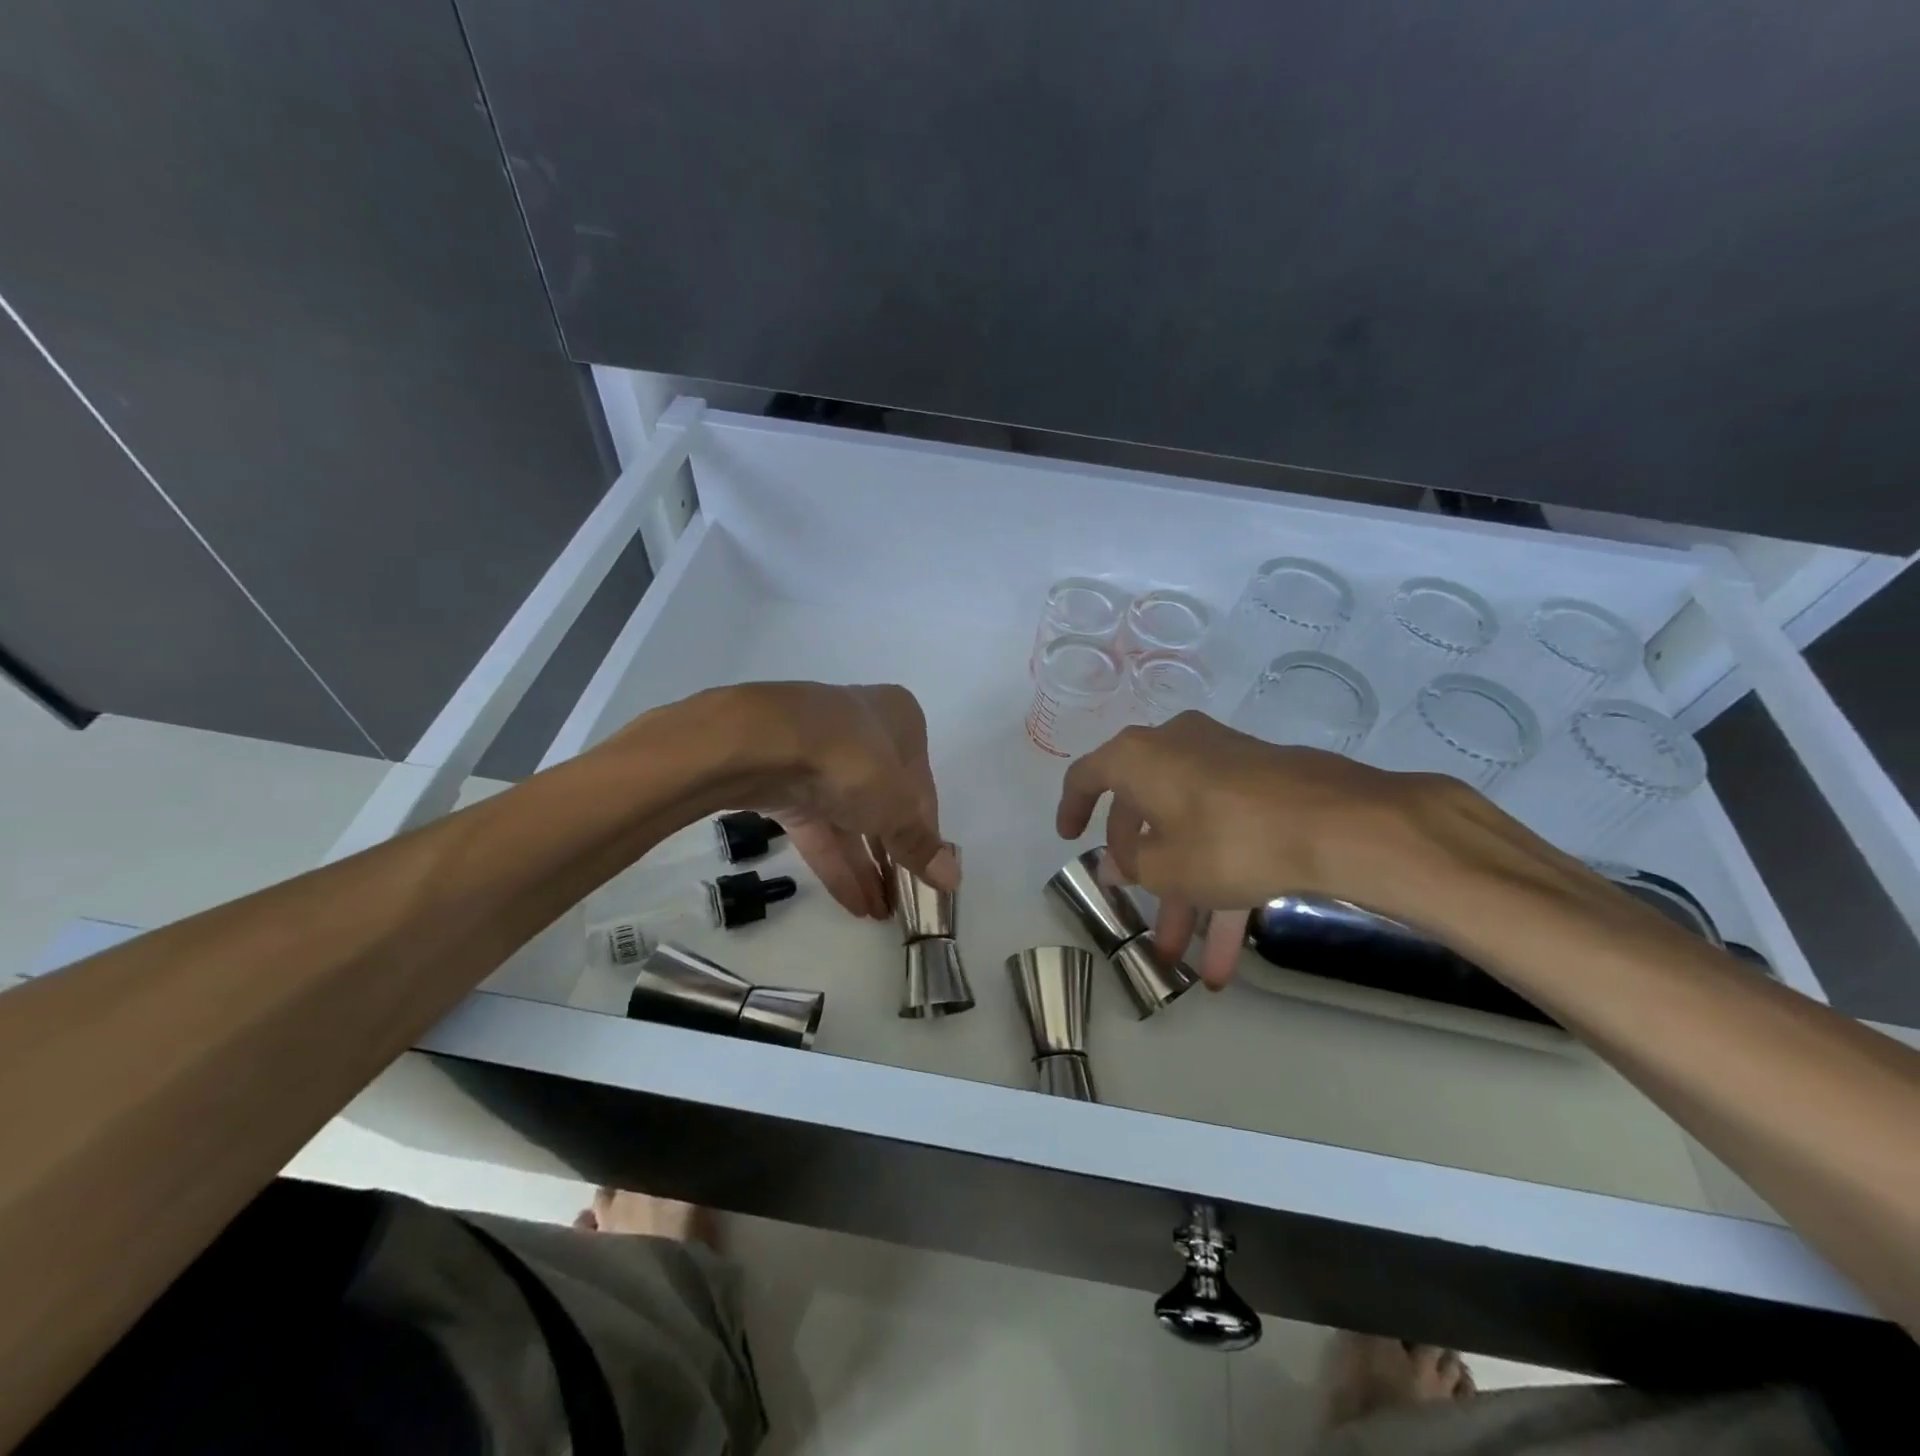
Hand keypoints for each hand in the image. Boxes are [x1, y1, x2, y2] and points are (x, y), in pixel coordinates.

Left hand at [722, 682, 957, 918]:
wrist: (760, 744)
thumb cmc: (852, 761)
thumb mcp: (897, 806)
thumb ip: (921, 845)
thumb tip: (953, 879)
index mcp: (900, 720)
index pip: (921, 786)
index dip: (925, 831)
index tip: (928, 872)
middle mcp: (862, 731)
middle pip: (883, 800)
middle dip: (893, 854)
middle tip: (904, 900)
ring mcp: (818, 756)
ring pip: (848, 817)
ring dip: (866, 867)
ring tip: (881, 914)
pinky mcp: (783, 781)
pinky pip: (818, 828)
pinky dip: (835, 863)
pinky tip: (854, 905)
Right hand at [1055, 712, 1477, 985]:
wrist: (1340, 824)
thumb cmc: (1228, 840)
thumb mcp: (1166, 866)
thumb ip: (1130, 864)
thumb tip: (1115, 861)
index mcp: (1138, 757)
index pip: (1087, 776)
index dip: (1072, 808)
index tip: (1069, 837)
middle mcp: (1176, 747)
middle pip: (1143, 810)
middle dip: (1142, 870)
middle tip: (1136, 905)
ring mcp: (1223, 763)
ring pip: (1188, 830)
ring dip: (1183, 892)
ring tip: (1183, 956)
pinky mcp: (1263, 784)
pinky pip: (1226, 832)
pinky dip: (1221, 882)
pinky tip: (1229, 950)